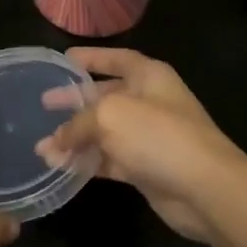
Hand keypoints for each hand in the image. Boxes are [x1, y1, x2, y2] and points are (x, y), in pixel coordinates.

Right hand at [35, 48, 246, 245]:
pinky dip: (86, 161)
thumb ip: (77, 124)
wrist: (205, 188)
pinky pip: (109, 159)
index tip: (65, 59)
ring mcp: (148, 137)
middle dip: (75, 101)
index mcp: (149, 76)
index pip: (117, 59)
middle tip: (44, 104)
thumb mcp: (109, 116)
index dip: (92, 57)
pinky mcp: (145, 167)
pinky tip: (59, 166)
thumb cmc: (158, 135)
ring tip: (41, 147)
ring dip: (74, 139)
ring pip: (104, 132)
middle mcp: (149, 102)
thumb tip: (54, 141)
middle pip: (106, 96)